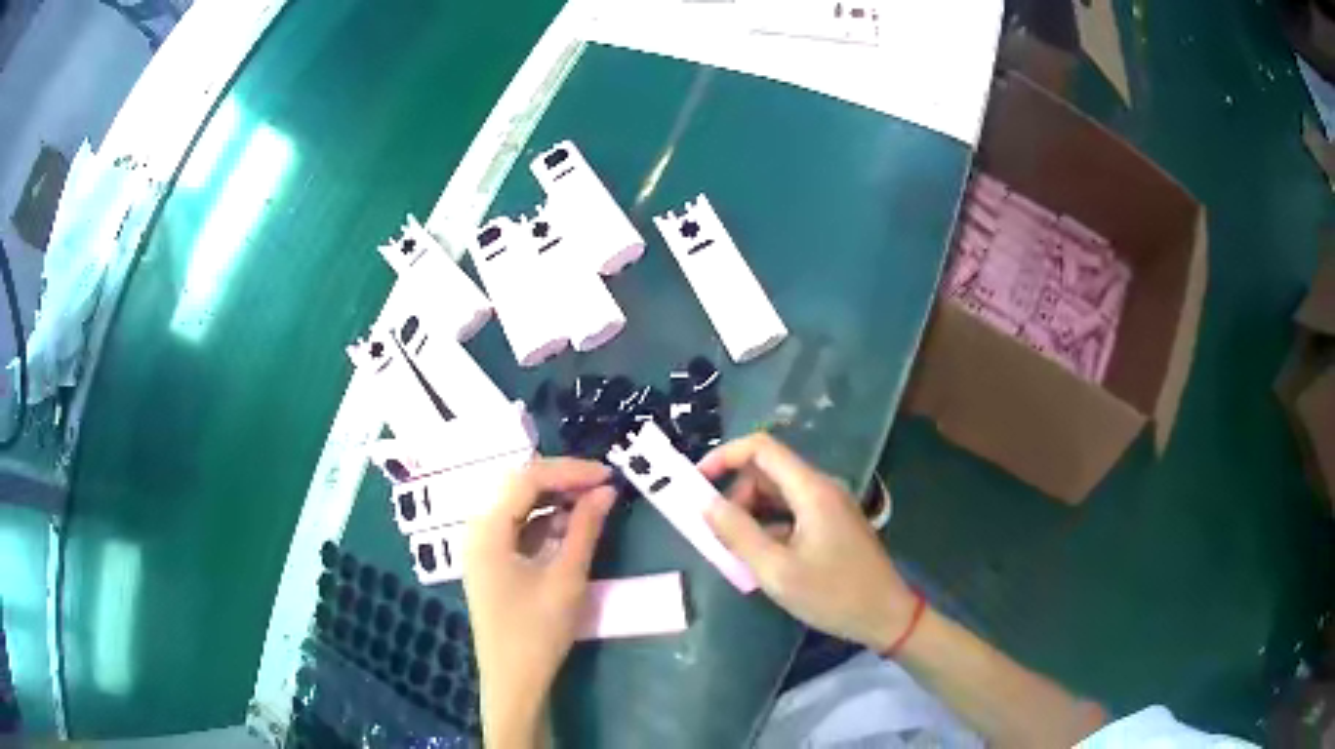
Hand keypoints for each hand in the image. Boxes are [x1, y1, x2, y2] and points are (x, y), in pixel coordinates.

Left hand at [463, 458, 616, 747]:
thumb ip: (584, 528)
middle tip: (602, 486)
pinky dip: (544, 523)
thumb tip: (606, 490)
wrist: (513, 681)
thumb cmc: (537, 631)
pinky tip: (571, 529)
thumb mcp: (566, 578)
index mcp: (487, 530)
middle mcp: (478, 530)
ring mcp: (482, 547)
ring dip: (554, 501)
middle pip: (519, 488)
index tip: (608, 475)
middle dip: (562, 482)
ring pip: (519, 507)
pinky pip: (518, 529)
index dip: (569, 471)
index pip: (527, 479)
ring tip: (593, 505)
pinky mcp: (492, 563)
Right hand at [699, 433, 916, 651]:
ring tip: (739, 553)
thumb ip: (738, 533)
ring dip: (751, 515)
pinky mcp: (832, 524)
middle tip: (720, 535)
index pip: (761, 448)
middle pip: (767, 472)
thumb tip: (704, 504)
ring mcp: (829, 506)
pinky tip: (764, 561)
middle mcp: (821, 488)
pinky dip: (770, 528)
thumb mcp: (776, 570)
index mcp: (811, 489)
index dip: (724, 456)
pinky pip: (791, 513)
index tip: (696, 483)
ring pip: (778, 494)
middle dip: (736, 496)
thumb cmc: (832, 595)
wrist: (886, 616)